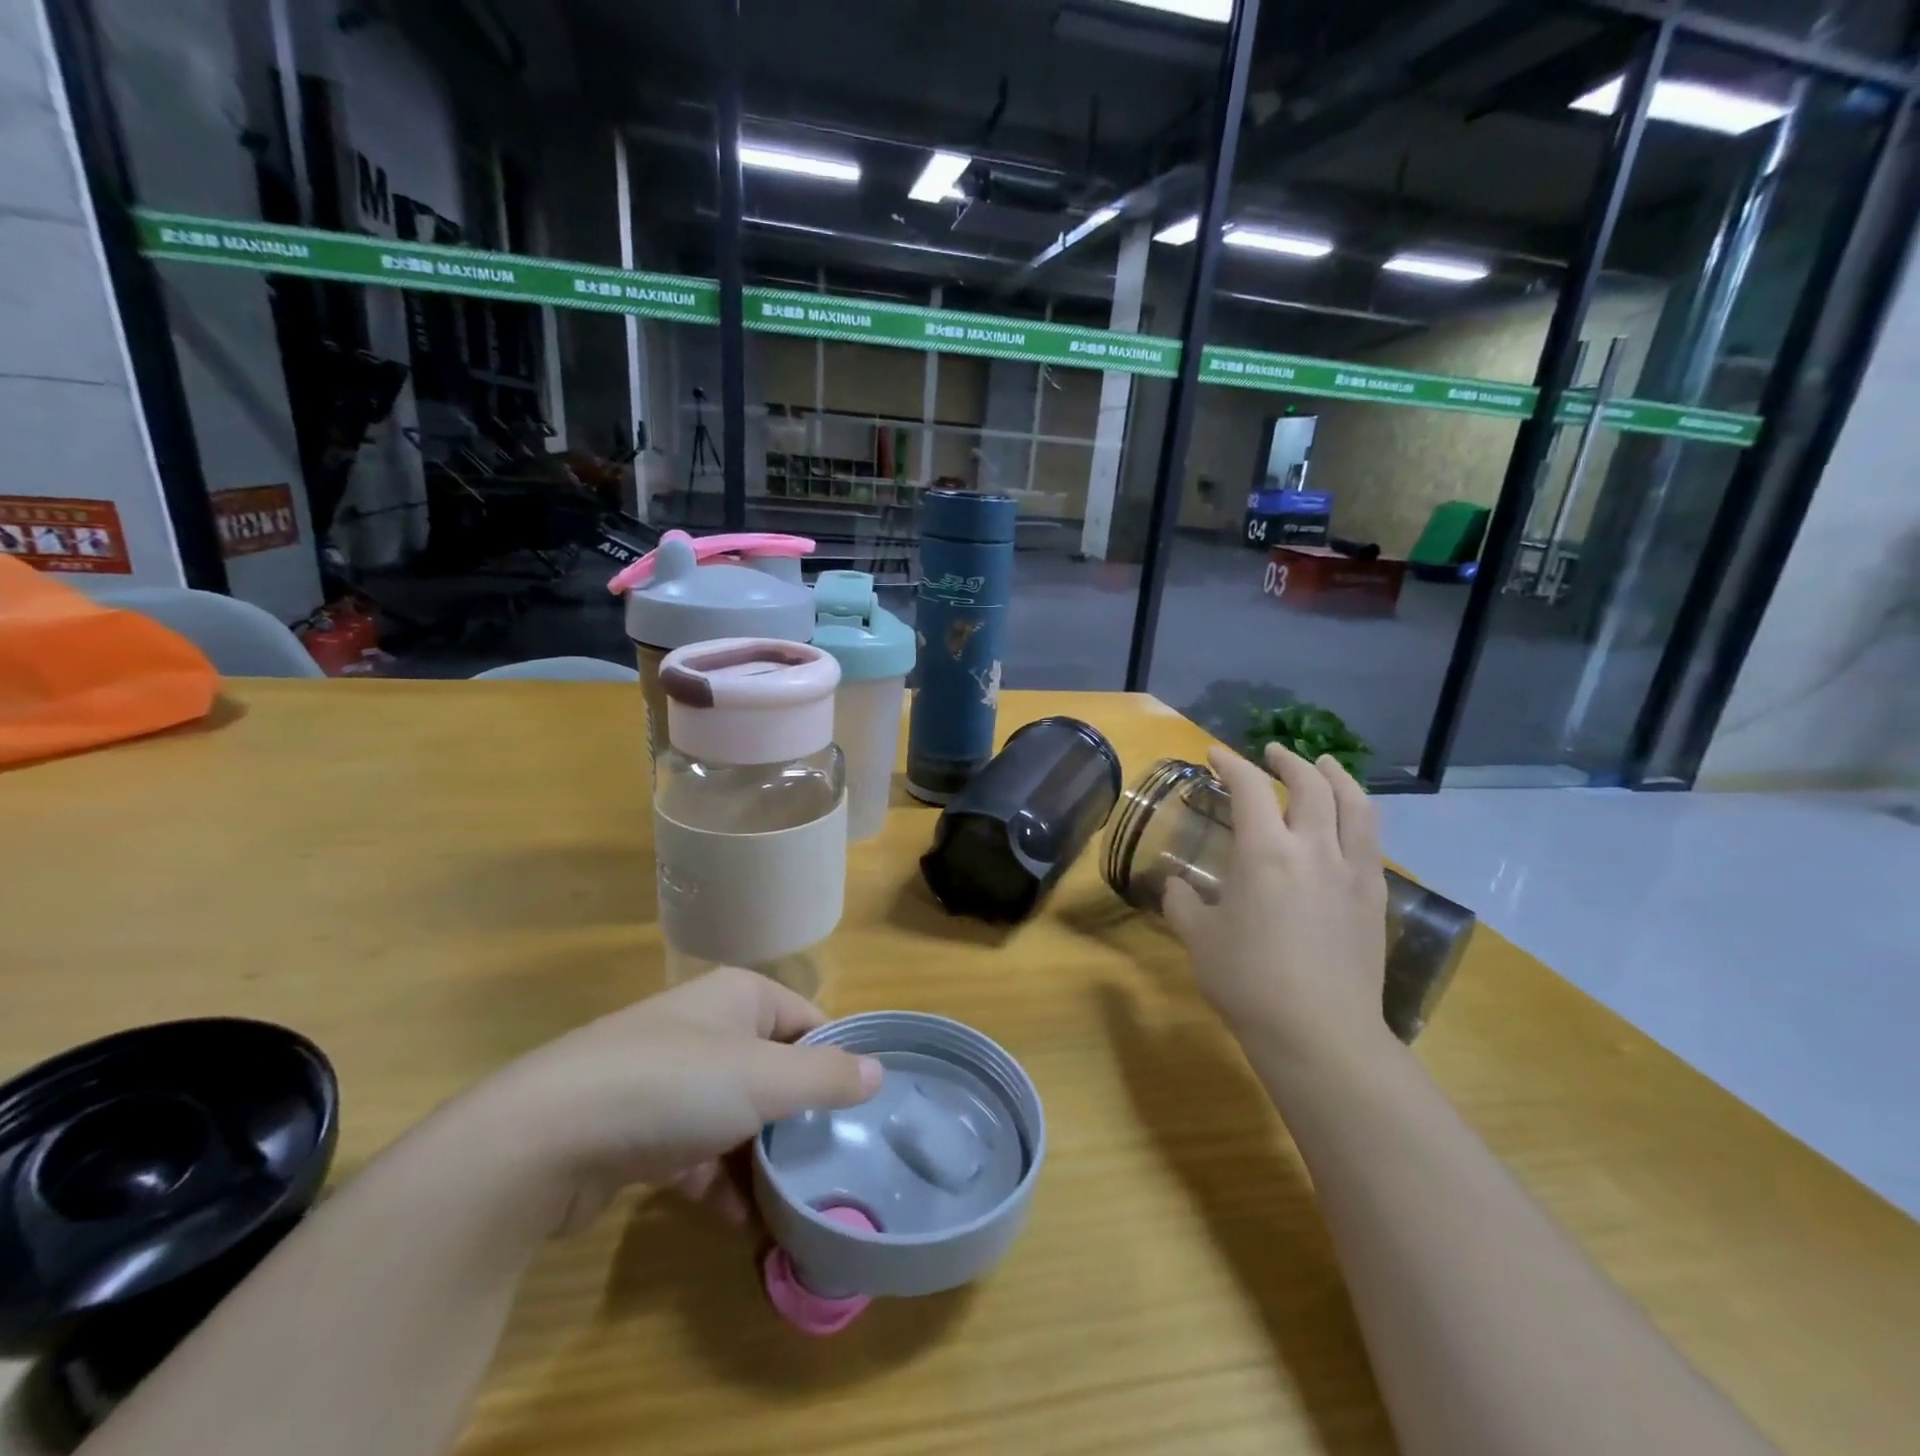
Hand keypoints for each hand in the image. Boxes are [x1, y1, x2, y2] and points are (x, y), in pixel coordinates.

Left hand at [455, 969, 881, 1236]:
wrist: (541, 1137)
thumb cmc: (673, 1087)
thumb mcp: (764, 1079)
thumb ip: (826, 1077)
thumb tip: (879, 1071)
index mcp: (738, 997)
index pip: (807, 1022)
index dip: (835, 1062)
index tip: (860, 1112)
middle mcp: (704, 1028)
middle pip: (772, 1070)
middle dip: (798, 1118)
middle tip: (832, 1164)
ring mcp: (666, 1078)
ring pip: (734, 1115)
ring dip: (760, 1157)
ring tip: (793, 1201)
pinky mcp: (636, 1128)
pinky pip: (694, 1151)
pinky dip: (717, 1180)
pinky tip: (739, 1220)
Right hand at [1164, 744, 1390, 1075]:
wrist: (1319, 1034)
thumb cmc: (1248, 982)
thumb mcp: (1199, 939)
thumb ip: (1182, 903)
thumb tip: (1173, 884)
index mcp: (1265, 852)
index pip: (1250, 788)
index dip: (1231, 764)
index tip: (1215, 754)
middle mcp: (1314, 849)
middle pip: (1310, 785)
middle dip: (1289, 761)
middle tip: (1272, 753)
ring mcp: (1352, 872)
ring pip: (1355, 805)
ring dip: (1337, 777)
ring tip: (1326, 766)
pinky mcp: (1374, 897)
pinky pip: (1371, 841)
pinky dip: (1357, 816)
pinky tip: (1348, 824)